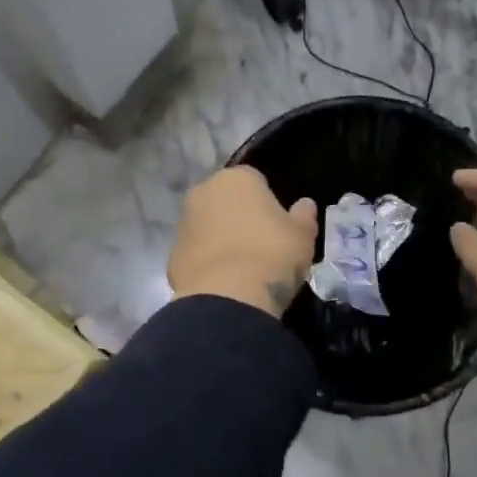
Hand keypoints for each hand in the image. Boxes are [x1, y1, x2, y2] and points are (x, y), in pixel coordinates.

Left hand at [169, 166, 317, 317]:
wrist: (229, 297)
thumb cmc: (272, 254)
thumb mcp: (303, 236)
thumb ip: (304, 216)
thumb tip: (305, 205)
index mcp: (236, 179)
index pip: (255, 179)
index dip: (268, 200)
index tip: (278, 223)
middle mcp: (203, 193)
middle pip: (225, 201)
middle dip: (239, 216)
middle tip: (261, 243)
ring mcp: (183, 225)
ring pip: (207, 226)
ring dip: (220, 239)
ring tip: (243, 268)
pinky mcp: (172, 257)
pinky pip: (196, 255)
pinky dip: (207, 264)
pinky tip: (224, 284)